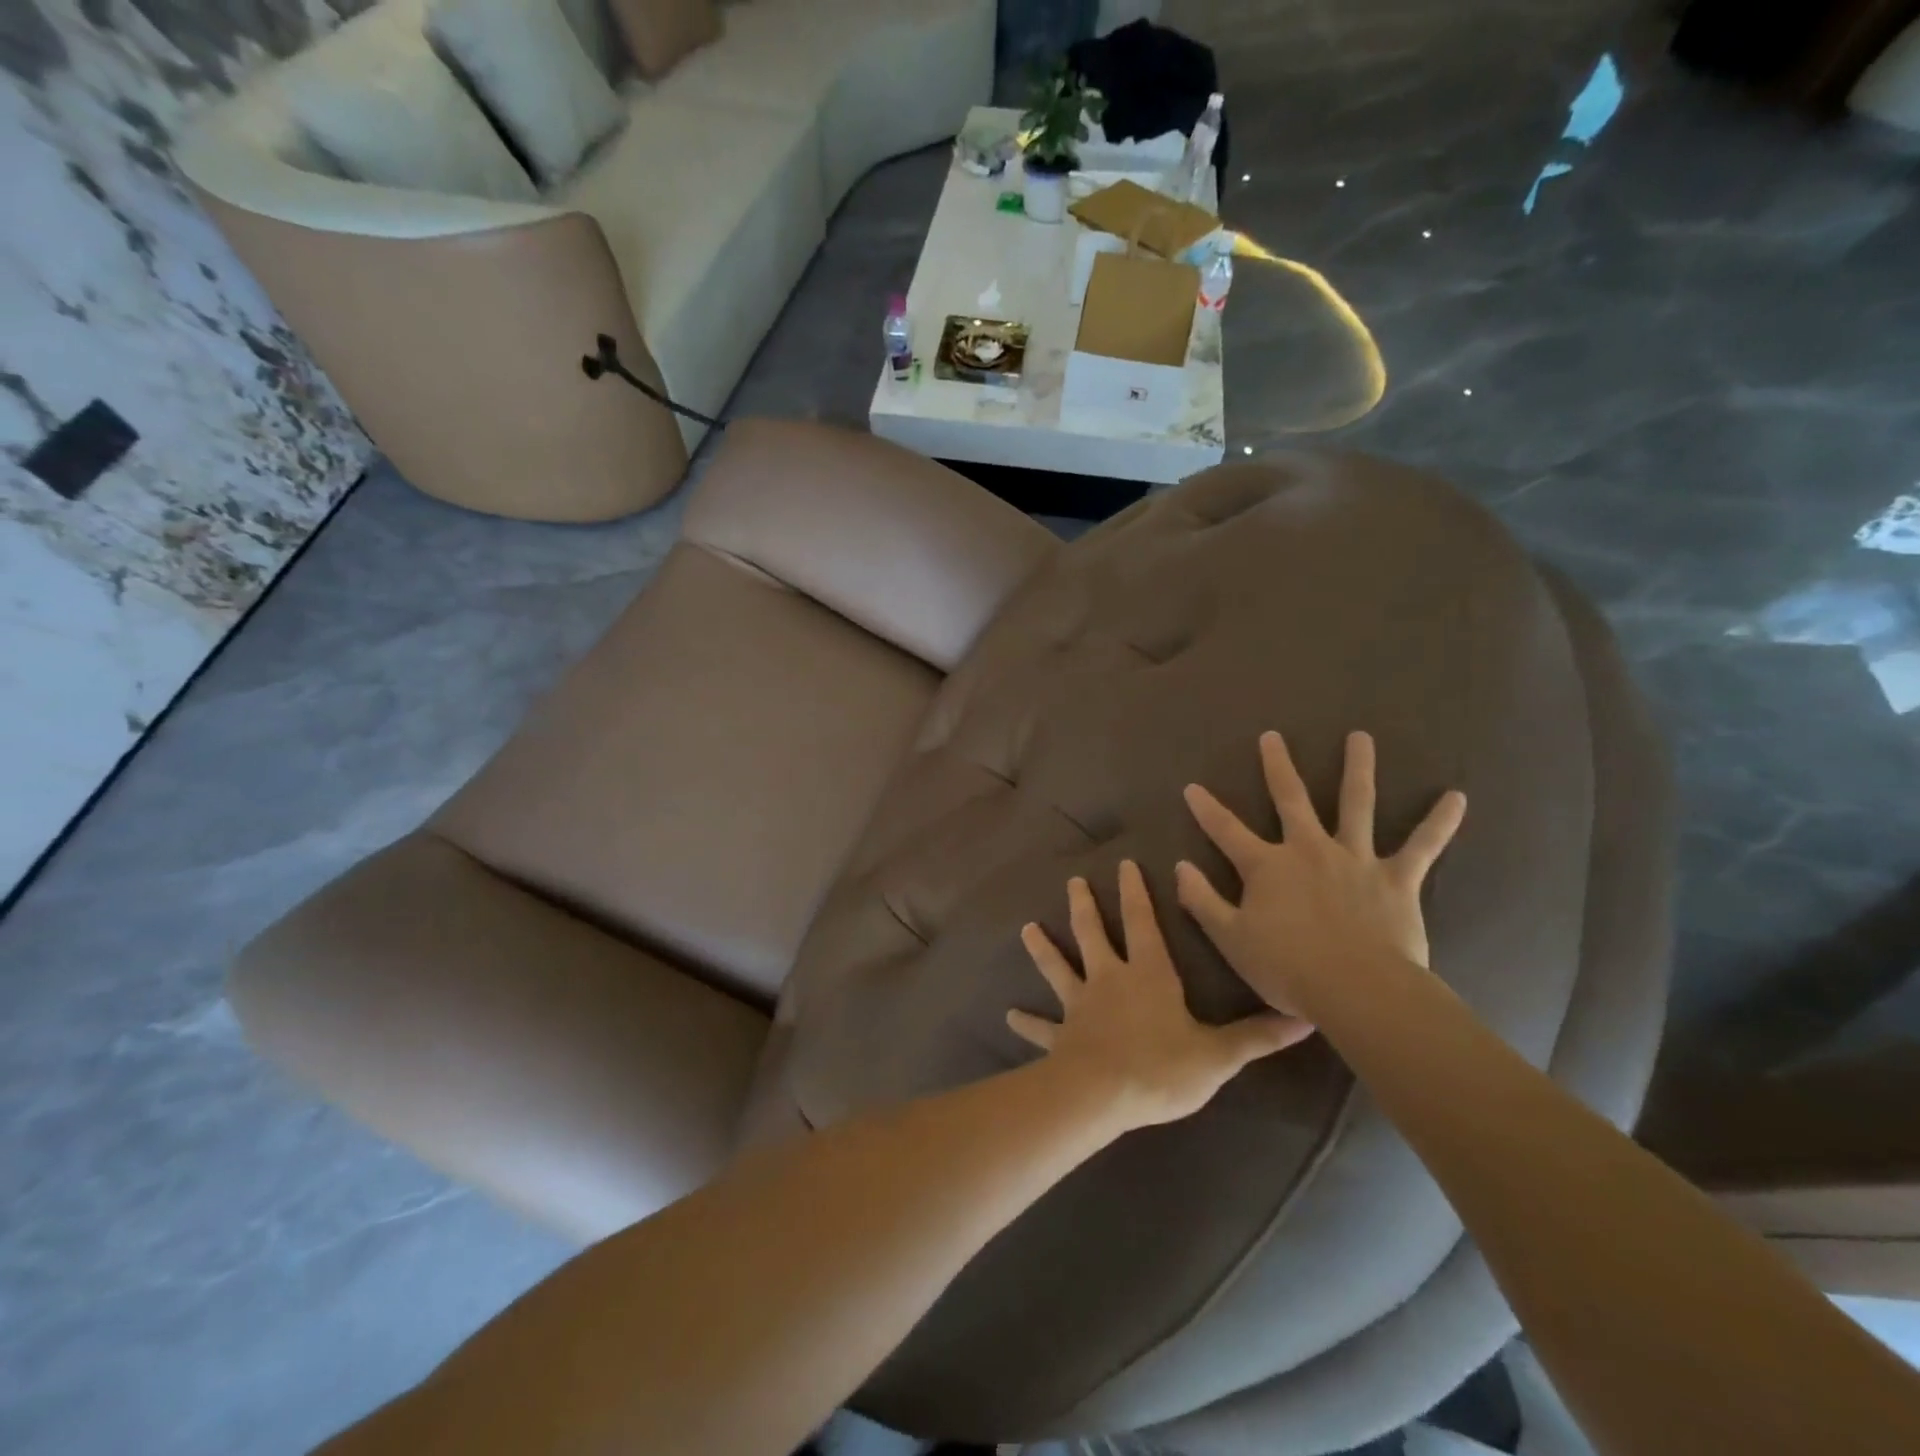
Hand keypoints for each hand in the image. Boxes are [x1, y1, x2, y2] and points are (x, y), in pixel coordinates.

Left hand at [1008, 861, 1313, 1127]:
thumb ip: (1257, 1037)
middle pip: (1094, 934)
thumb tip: (1305, 1020)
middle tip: (1074, 881)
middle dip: (1085, 906)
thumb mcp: (1218, 1054)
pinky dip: (1027, 1023)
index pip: (1141, 922)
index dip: (1135, 893)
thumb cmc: (1162, 1067)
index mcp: (1148, 975)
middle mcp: (1109, 980)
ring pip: (1059, 968)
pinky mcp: (1061, 1036)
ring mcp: (1080, 1006)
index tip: (1124, 864)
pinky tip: (1010, 1016)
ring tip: (1027, 928)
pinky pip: (1042, 1028)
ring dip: (1044, 949)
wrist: (1104, 1095)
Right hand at [1175, 730, 1466, 1017]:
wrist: (1357, 990)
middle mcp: (1309, 850)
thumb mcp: (1230, 938)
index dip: (1206, 810)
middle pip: (1290, 799)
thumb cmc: (1287, 968)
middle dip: (1277, 767)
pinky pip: (1422, 846)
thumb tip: (1180, 867)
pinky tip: (1457, 797)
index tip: (1192, 787)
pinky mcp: (1395, 878)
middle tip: (1272, 737)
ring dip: (1357, 768)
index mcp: (1266, 866)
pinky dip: (1439, 822)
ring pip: (1356, 804)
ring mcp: (1355, 859)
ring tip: (1360, 737)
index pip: (1227, 831)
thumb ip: (1202, 900)